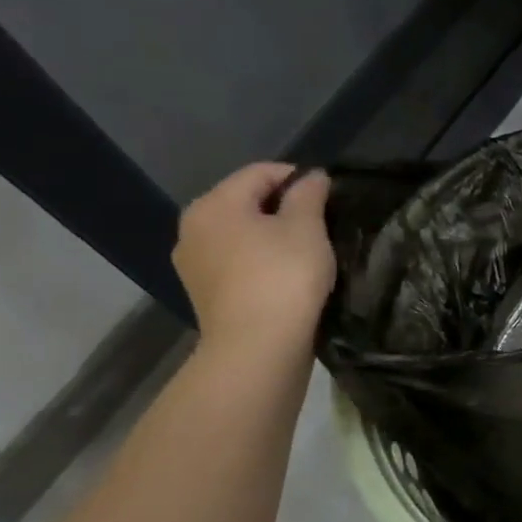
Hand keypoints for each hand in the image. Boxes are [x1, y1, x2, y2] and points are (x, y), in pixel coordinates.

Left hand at [173, 163, 334, 351]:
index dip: (298, 177)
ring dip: (270, 235)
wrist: (257, 348)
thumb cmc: (283, 277)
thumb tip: (311, 176)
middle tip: (320, 223)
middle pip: (245, 202)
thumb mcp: (307, 227)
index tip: (328, 193)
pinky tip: (284, 275)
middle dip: (282, 207)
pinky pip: (235, 262)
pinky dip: (259, 260)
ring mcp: (193, 264)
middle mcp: (193, 228)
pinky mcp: (204, 293)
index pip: (260, 173)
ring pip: (239, 234)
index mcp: (214, 204)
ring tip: (305, 250)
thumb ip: (309, 194)